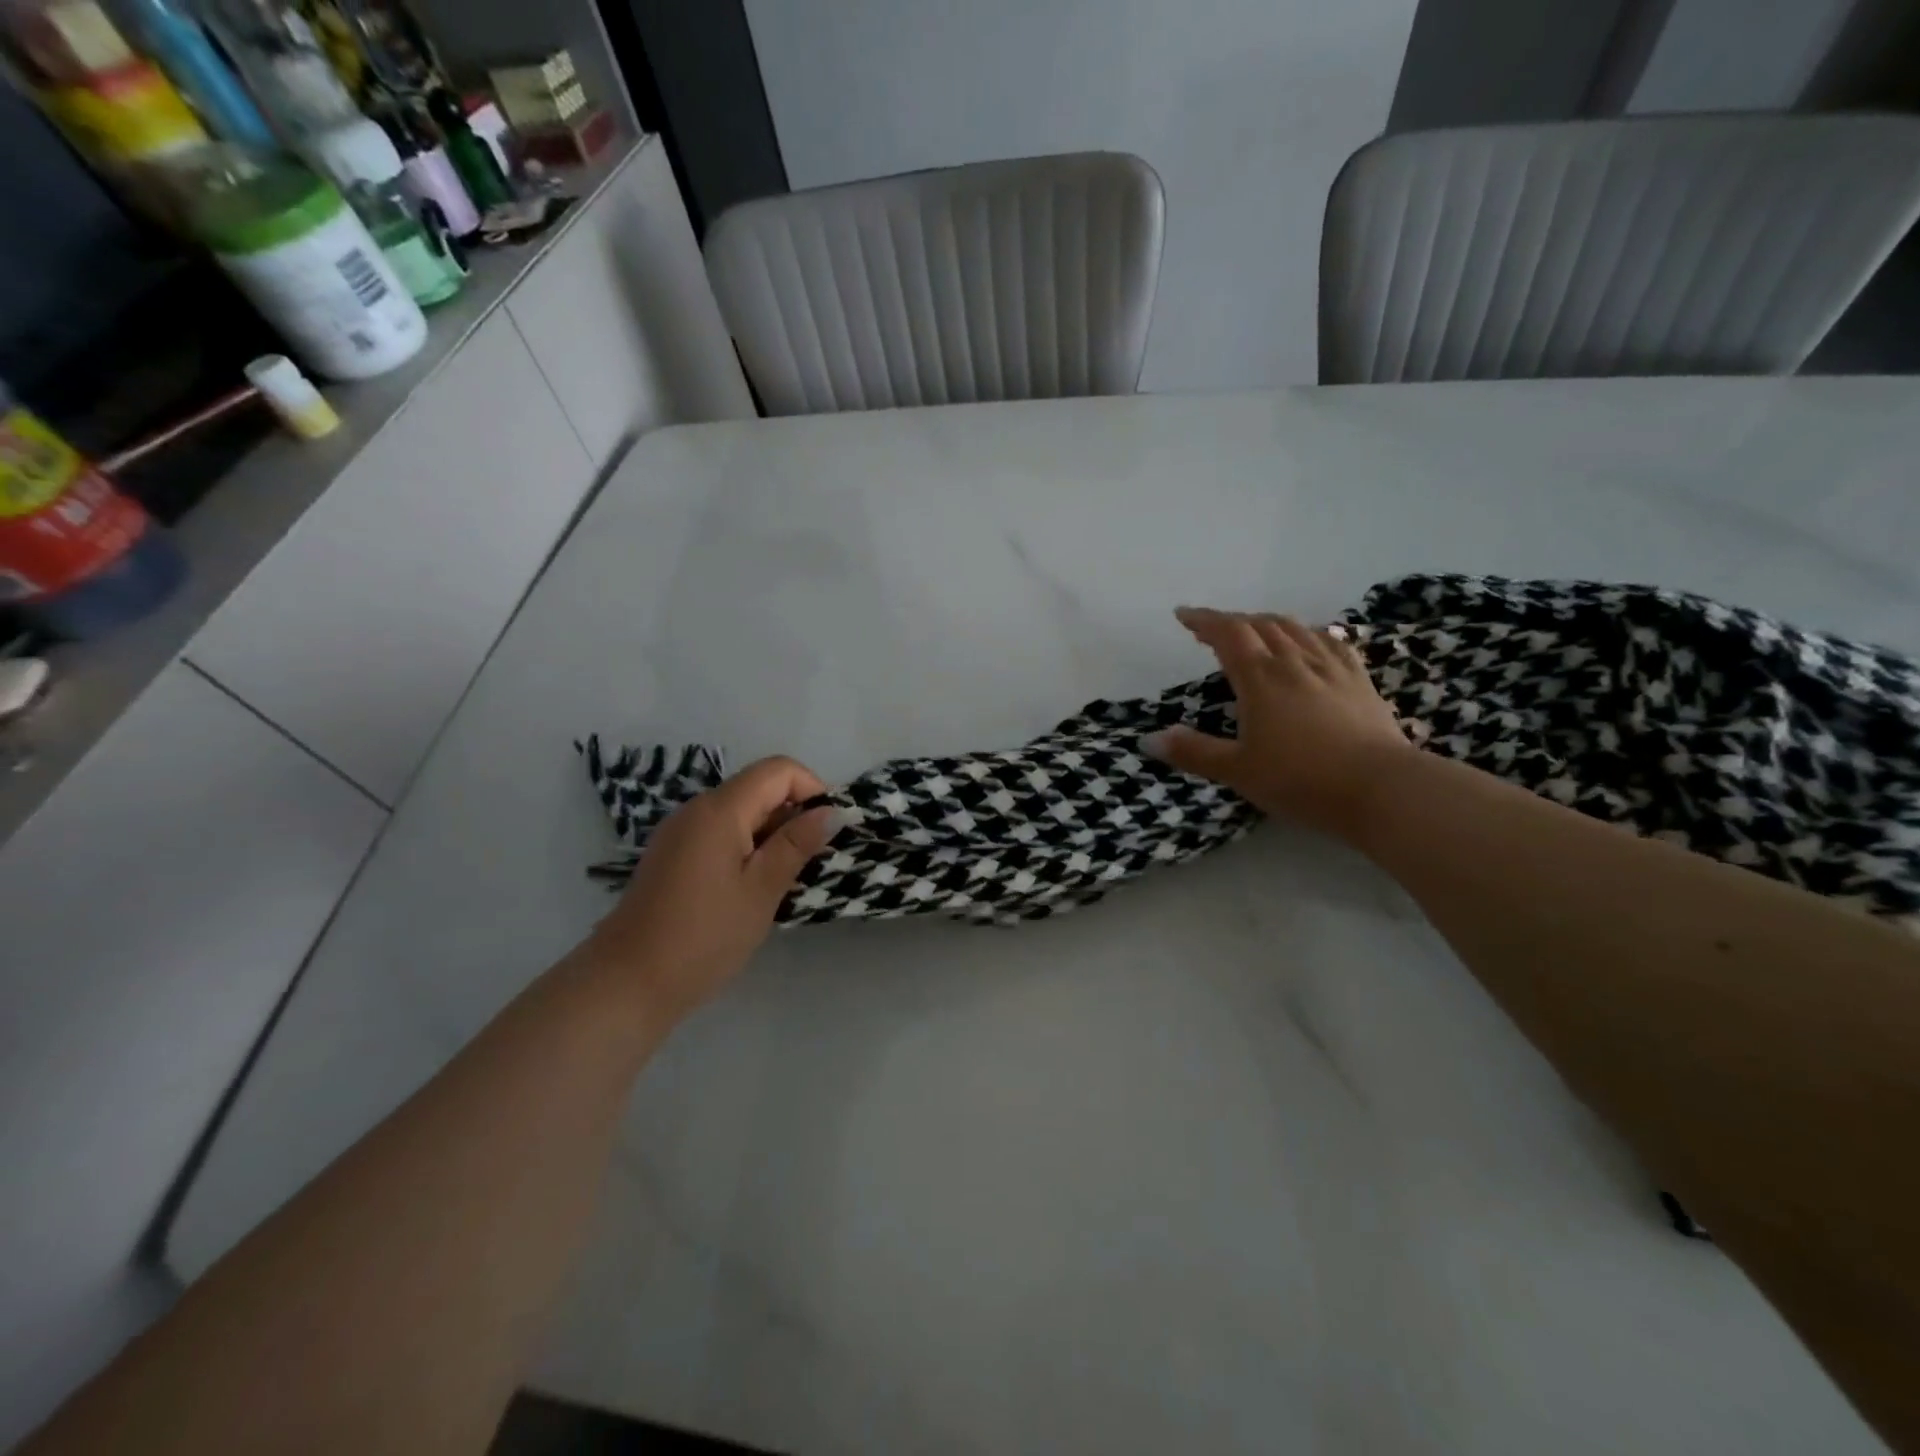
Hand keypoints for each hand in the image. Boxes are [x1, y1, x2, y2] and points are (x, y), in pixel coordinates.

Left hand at [587, 757, 839, 1021]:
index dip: (813, 789)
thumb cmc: (704, 936)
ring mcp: (681, 832)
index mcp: (720, 810)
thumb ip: (797, 844)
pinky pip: (722, 833)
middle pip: (759, 788)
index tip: (827, 831)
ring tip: (783, 881)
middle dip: (794, 815)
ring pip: (742, 812)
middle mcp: (697, 809)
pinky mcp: (674, 855)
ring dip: (772, 835)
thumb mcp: (761, 890)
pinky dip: (748, 848)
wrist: (627, 983)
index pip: (779, 770)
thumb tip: (831, 811)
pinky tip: (752, 888)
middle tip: (809, 864)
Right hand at [1147, 607, 1414, 838]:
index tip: (1183, 615)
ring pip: (1296, 629)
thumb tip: (1150, 739)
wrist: (1382, 789)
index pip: (1228, 634)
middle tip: (1212, 630)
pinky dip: (1310, 634)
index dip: (1204, 621)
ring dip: (1268, 623)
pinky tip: (1311, 640)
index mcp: (1261, 679)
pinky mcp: (1360, 682)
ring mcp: (1332, 669)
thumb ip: (1194, 752)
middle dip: (1232, 621)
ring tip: (1255, 631)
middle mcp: (1295, 663)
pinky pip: (1331, 643)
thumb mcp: (1238, 771)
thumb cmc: (1301, 780)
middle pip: (1261, 625)